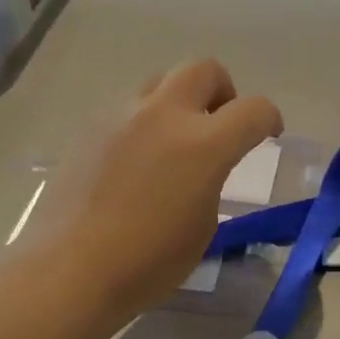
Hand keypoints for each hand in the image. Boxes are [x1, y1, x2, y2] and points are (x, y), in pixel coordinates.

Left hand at [24, 59, 282, 317]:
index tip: (268, 134)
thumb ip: (211, 182)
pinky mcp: (89, 128)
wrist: (70, 270)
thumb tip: (201, 170)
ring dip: (179, 101)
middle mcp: (164, 115)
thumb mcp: (203, 226)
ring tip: (174, 141)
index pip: (253, 109)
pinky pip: (127, 108)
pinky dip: (144, 121)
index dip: (269, 118)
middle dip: (223, 91)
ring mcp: (121, 116)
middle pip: (204, 69)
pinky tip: (135, 161)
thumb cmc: (148, 261)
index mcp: (204, 144)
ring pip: (161, 81)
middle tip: (219, 125)